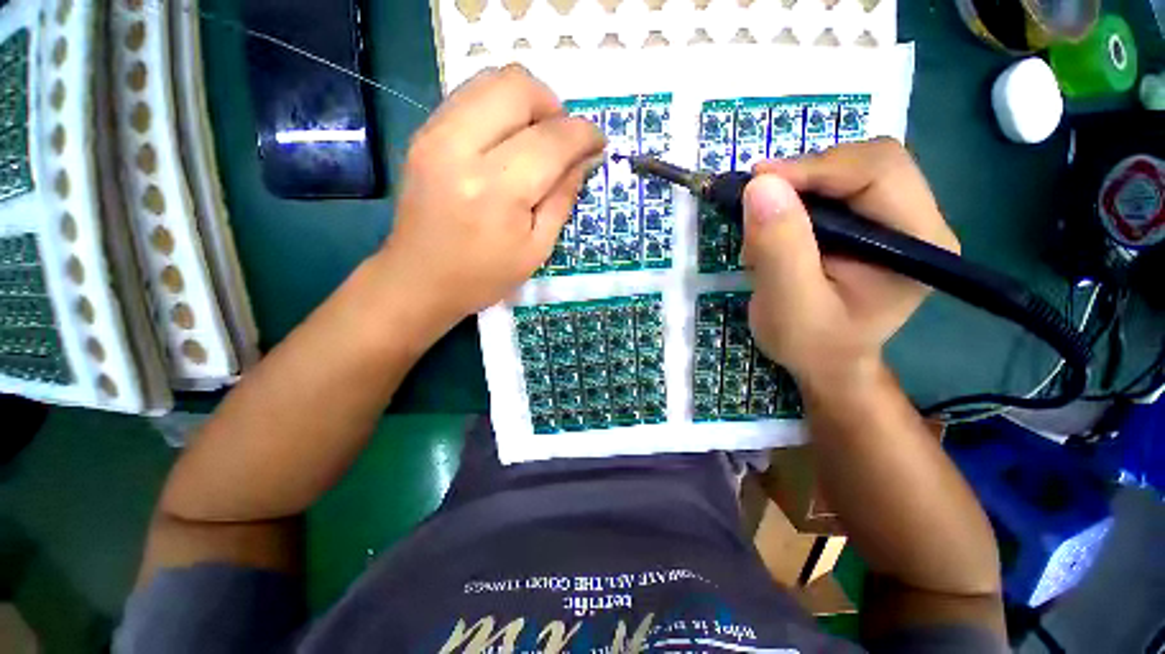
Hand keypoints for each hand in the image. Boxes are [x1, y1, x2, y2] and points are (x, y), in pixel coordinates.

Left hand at [375, 65, 604, 336]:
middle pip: (517, 85)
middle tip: (562, 141)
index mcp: (496, 190)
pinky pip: (470, 96)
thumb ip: (563, 197)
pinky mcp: (423, 134)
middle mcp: (460, 148)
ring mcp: (434, 135)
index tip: (598, 143)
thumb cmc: (484, 276)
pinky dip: (499, 109)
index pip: (552, 139)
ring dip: (526, 102)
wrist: (418, 280)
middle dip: (553, 106)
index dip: (584, 134)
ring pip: (490, 80)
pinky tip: (507, 143)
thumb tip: (586, 157)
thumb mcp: (537, 248)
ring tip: (536, 140)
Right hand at [742, 138, 958, 387]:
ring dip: (800, 186)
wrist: (826, 361)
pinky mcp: (874, 222)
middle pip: (868, 161)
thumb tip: (760, 186)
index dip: (815, 167)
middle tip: (758, 199)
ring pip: (849, 169)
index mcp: (917, 243)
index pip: (878, 171)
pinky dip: (799, 197)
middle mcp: (919, 221)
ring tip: (766, 223)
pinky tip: (780, 226)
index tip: (756, 183)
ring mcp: (898, 219)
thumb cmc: (811, 343)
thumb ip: (779, 248)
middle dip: (807, 174)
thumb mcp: (787, 304)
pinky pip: (836, 187)